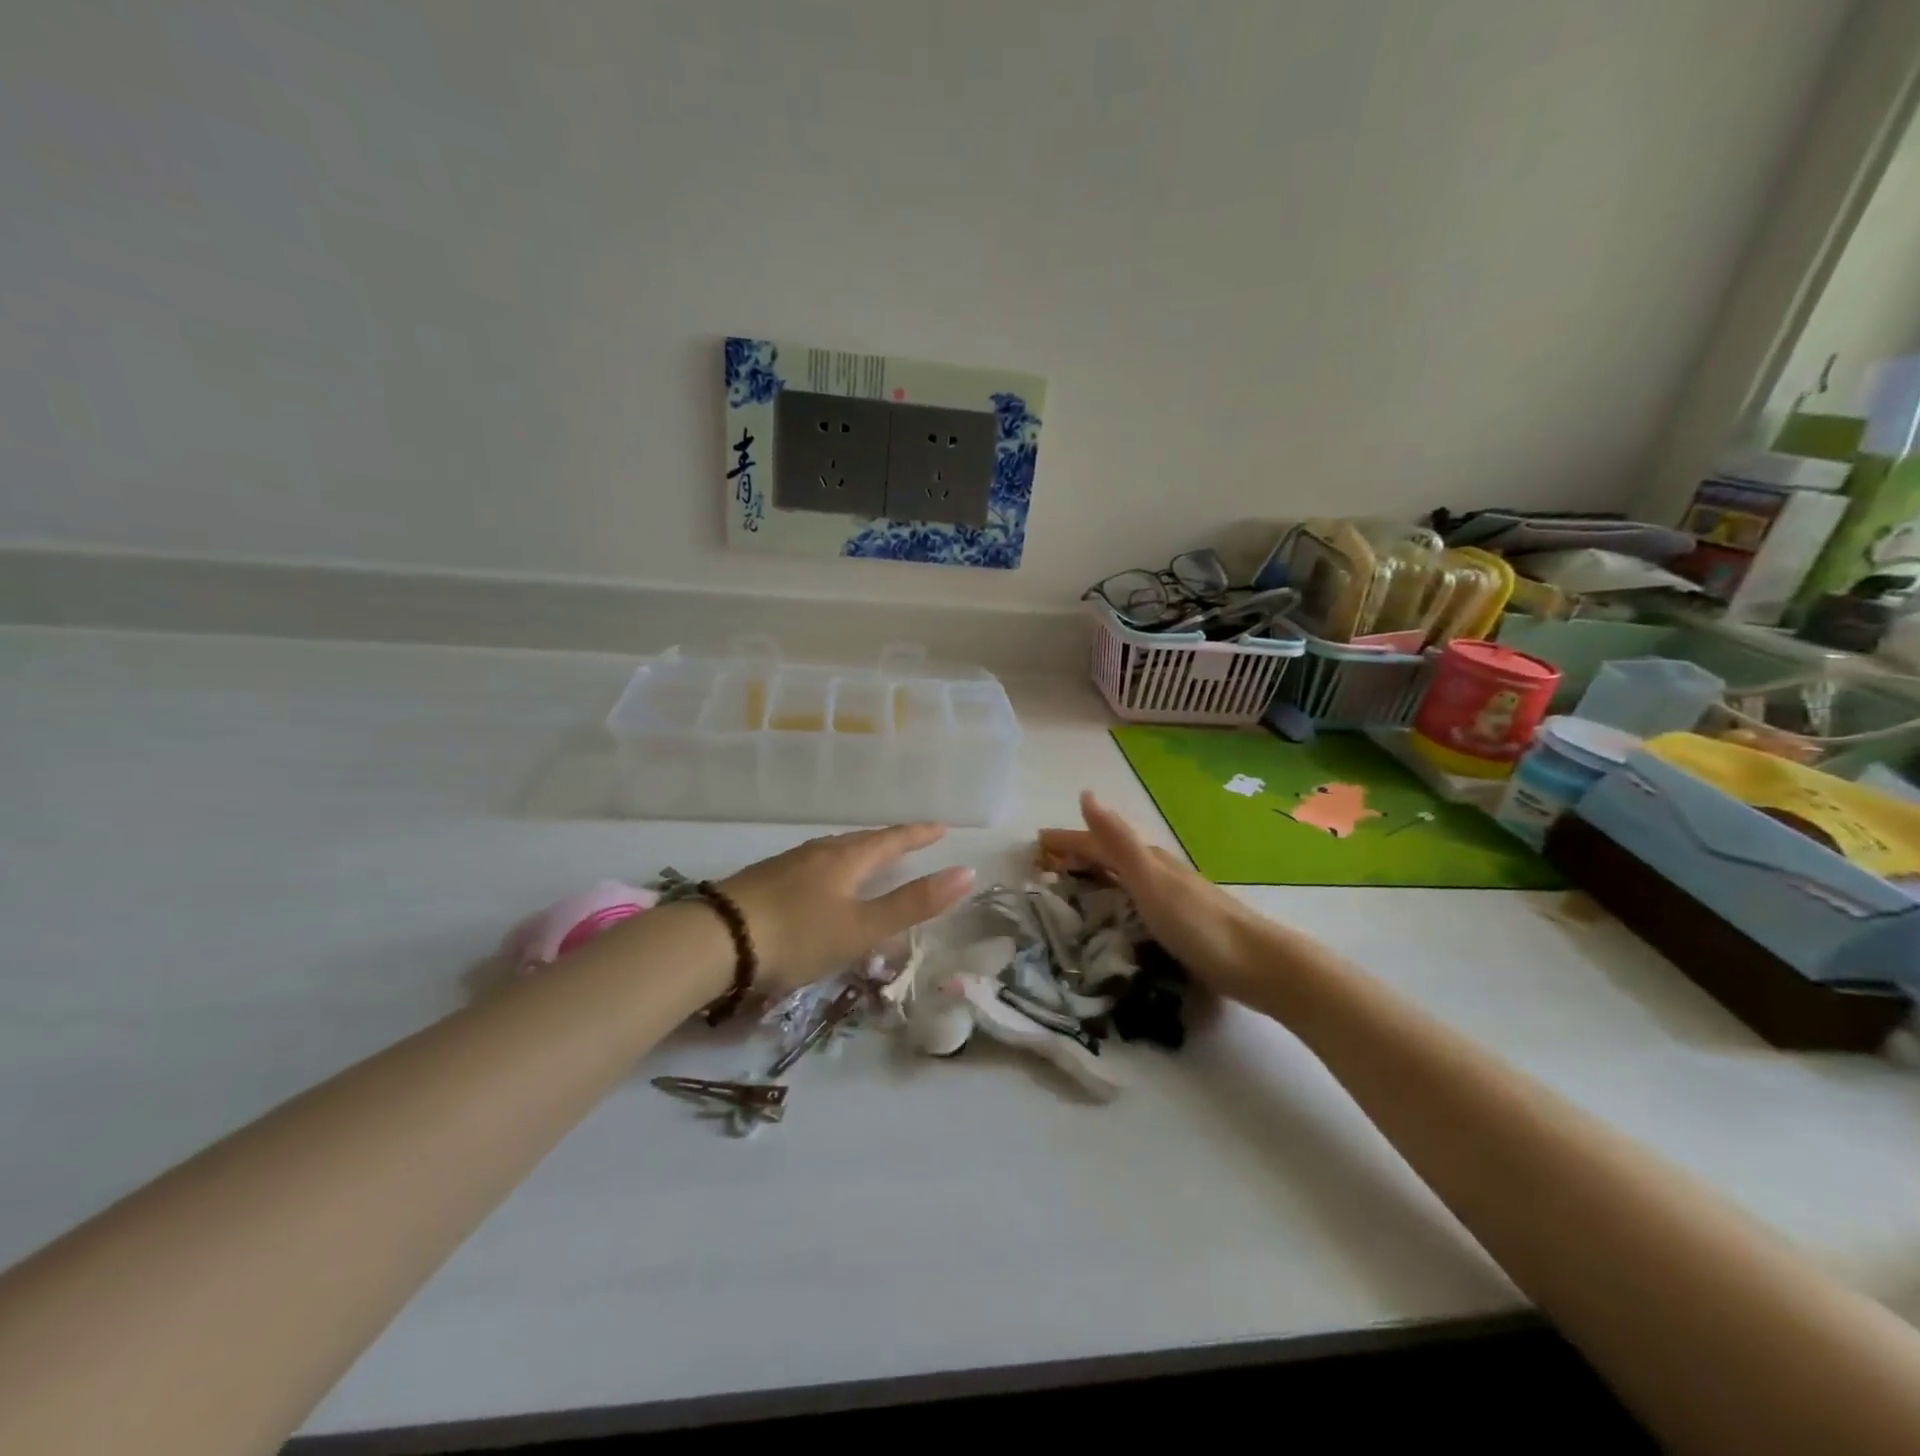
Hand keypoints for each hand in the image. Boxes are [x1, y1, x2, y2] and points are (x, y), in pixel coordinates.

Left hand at [720, 824, 975, 995]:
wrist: (716, 940)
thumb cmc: (798, 935)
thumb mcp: (862, 928)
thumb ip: (913, 903)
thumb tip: (966, 873)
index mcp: (847, 859)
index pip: (892, 840)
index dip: (919, 834)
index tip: (941, 827)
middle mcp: (819, 852)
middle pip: (862, 841)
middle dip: (889, 841)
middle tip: (911, 841)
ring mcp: (788, 863)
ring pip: (834, 851)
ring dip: (859, 853)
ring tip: (870, 860)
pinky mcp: (765, 879)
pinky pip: (812, 864)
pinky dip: (833, 868)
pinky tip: (822, 883)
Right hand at [1039, 792, 1268, 1004]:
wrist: (1260, 964)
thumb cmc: (1199, 924)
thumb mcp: (1150, 881)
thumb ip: (1118, 841)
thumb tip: (1086, 794)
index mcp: (1148, 860)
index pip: (1098, 842)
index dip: (1067, 841)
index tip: (1036, 842)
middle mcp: (1160, 871)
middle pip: (1111, 855)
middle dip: (1079, 855)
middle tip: (1046, 864)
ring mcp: (1174, 896)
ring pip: (1125, 876)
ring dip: (1097, 874)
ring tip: (1073, 884)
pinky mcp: (1183, 921)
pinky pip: (1136, 899)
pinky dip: (1117, 897)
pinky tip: (1117, 913)